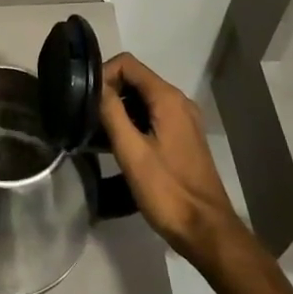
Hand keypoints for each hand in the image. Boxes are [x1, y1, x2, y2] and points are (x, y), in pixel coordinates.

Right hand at [100, 53, 244, 267]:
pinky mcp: (182, 137)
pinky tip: (118, 144)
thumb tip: (95, 84)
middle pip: (135, 79)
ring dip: (119, 108)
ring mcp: (183, 120)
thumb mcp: (131, 151)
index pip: (127, 63)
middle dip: (109, 91)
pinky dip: (133, 121)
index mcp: (168, 99)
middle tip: (87, 117)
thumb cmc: (167, 190)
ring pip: (142, 98)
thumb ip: (112, 112)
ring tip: (97, 132)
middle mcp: (178, 102)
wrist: (206, 230)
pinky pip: (152, 115)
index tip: (86, 100)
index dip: (103, 74)